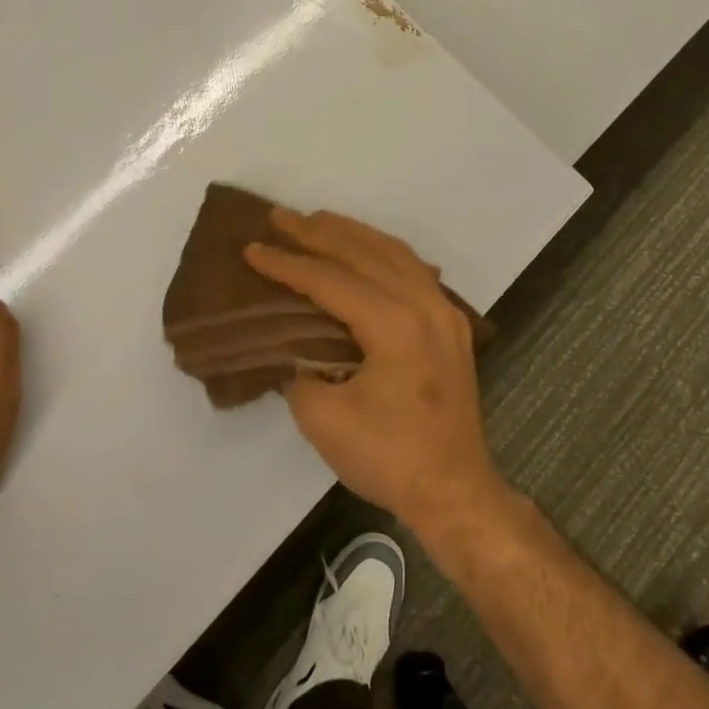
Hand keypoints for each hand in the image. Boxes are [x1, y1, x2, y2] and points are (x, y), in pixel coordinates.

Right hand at [244, 209, 506, 535]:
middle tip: (279, 217)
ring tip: (316, 221)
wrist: (455, 491)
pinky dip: (382, 251)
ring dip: (352, 234)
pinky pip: (413, 269)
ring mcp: (444, 311)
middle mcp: (424, 304)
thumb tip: (291, 344)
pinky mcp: (451, 324)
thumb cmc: (389, 458)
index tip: (252, 248)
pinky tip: (364, 249)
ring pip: (393, 253)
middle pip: (364, 253)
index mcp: (394, 325)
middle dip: (318, 232)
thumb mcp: (323, 419)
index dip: (288, 264)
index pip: (331, 281)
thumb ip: (299, 369)